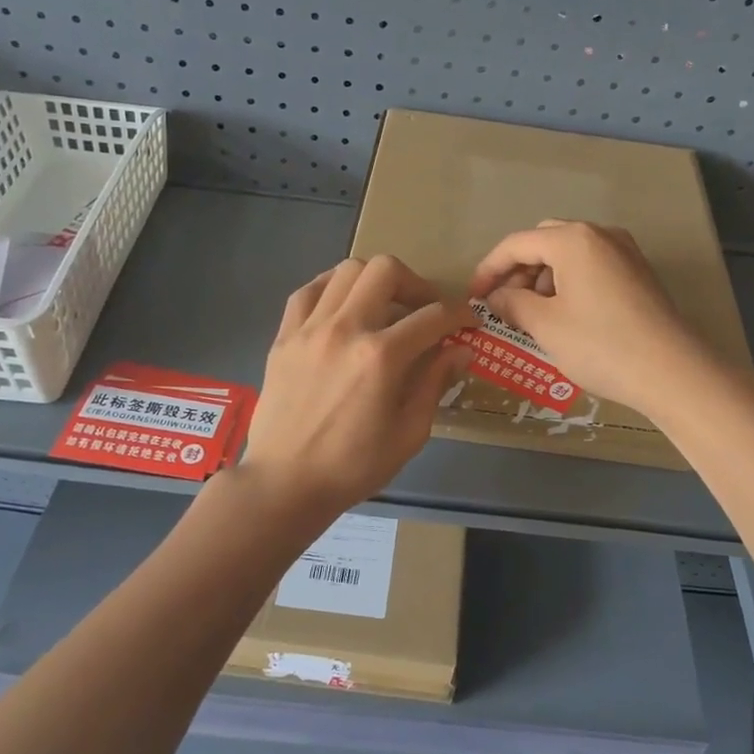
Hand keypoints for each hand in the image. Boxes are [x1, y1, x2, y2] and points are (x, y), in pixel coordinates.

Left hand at [242, 255, 473, 513]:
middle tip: (423, 310)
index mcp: (381, 357)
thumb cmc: (353, 467)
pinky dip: (332, 288)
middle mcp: (346, 329)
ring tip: (384, 306)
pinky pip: (308, 291)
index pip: (433, 316)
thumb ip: (435, 383)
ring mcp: (310, 328)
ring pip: (347, 270)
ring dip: (375, 281)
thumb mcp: (409, 433)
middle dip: (416, 284)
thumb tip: (461, 350)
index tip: (468, 321)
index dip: (460, 313)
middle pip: (386, 270)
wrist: (285, 482)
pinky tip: (343, 306)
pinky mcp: (284, 336)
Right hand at [467, 220, 712, 412]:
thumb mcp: (546, 326)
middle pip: (545, 241)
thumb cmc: (601, 345)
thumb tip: (496, 296)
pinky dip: (570, 282)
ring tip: (534, 314)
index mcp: (573, 240)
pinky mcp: (639, 273)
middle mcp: (600, 235)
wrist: (672, 371)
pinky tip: (566, 315)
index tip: (474, 297)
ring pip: (570, 253)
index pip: (517, 244)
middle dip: (518, 269)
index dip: (489, 269)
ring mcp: (625, 252)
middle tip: (504, 303)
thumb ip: (513, 303)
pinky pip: (592, 266)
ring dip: (544, 276)